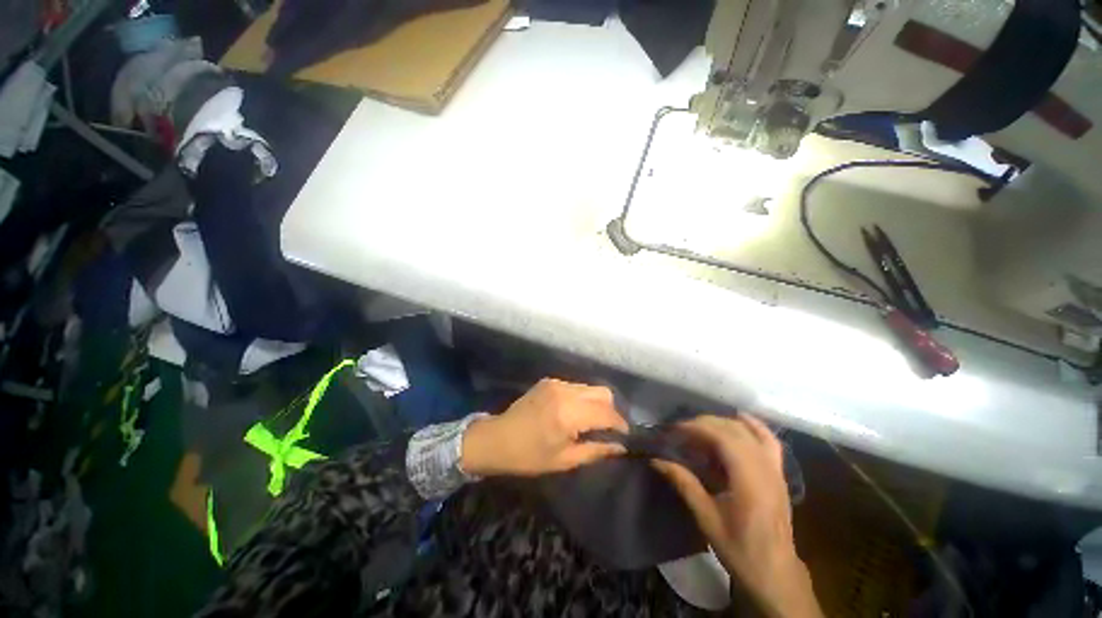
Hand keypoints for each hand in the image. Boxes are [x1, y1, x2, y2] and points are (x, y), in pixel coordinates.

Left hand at [461, 378, 628, 476]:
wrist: (496, 439)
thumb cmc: (529, 456)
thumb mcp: (564, 460)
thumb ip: (596, 451)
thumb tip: (621, 447)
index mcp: (569, 414)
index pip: (607, 413)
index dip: (620, 424)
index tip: (625, 436)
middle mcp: (565, 391)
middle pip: (603, 392)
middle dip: (611, 410)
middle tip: (608, 429)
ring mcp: (556, 383)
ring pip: (590, 387)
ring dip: (596, 403)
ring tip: (591, 421)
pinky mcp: (549, 381)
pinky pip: (575, 386)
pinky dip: (581, 398)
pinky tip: (573, 412)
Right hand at [652, 415, 822, 617]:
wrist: (775, 573)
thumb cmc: (739, 548)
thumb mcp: (706, 517)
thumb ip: (683, 483)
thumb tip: (656, 460)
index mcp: (749, 479)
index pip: (722, 437)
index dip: (696, 427)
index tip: (674, 430)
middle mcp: (764, 467)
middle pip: (733, 429)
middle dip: (704, 424)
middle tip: (681, 432)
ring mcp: (775, 468)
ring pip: (749, 430)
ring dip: (722, 423)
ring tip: (701, 428)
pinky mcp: (778, 473)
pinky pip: (769, 440)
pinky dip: (753, 426)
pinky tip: (739, 419)